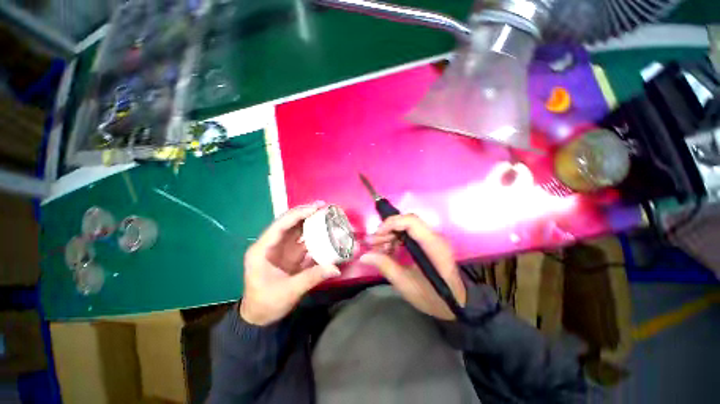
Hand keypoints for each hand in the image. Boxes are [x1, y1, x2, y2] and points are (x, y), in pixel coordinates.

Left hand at [240, 203, 340, 325]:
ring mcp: (281, 249)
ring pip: (296, 229)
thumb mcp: (289, 291)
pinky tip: (324, 230)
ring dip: (310, 220)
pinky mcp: (289, 255)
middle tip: (323, 206)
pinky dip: (313, 234)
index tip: (315, 208)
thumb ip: (312, 277)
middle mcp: (271, 245)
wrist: (259, 318)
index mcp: (262, 250)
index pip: (280, 226)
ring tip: (325, 213)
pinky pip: (302, 240)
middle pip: (288, 223)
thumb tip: (335, 268)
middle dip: (305, 213)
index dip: (297, 215)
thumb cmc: (267, 303)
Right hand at [361, 214, 465, 320]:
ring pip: (407, 227)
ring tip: (378, 249)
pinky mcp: (429, 243)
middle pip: (407, 222)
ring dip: (390, 234)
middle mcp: (434, 237)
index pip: (411, 221)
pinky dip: (397, 239)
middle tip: (372, 244)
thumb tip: (363, 256)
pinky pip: (410, 234)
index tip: (376, 236)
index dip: (391, 223)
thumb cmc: (434, 298)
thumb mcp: (406, 285)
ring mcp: (433, 239)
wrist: (457, 304)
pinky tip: (389, 251)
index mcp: (433, 245)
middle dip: (387, 230)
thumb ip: (385, 266)